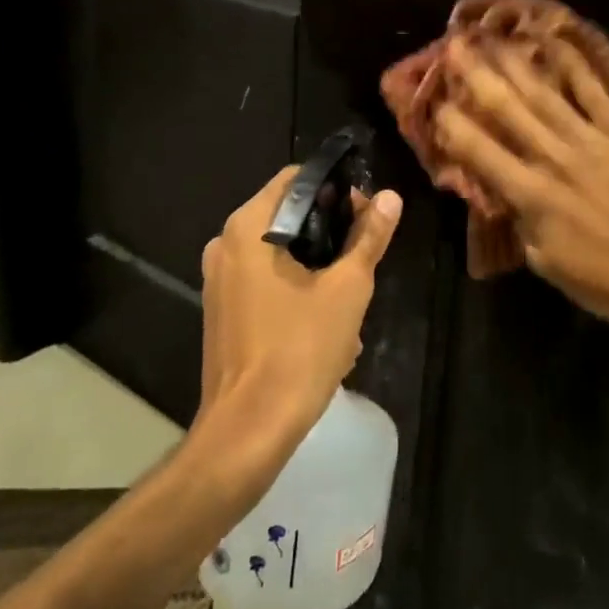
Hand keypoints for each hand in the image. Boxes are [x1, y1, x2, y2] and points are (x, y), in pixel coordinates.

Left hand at [197, 168, 402, 459]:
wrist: (249, 429)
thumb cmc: (300, 349)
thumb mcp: (348, 289)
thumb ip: (368, 237)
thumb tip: (389, 197)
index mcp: (249, 227)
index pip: (296, 180)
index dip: (336, 189)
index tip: (366, 214)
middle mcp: (225, 244)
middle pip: (287, 216)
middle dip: (330, 232)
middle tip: (364, 256)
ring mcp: (219, 280)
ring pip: (278, 253)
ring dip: (317, 265)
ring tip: (351, 296)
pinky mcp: (221, 310)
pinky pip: (264, 281)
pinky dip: (295, 288)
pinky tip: (326, 321)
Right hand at [435, 41, 608, 362]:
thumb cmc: (605, 281)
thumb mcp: (545, 261)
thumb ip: (518, 220)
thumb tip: (498, 190)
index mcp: (530, 195)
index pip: (479, 150)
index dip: (451, 123)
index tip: (433, 100)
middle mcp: (553, 158)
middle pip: (507, 109)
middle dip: (476, 75)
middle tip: (453, 46)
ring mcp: (590, 140)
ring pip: (544, 93)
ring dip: (514, 62)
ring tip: (491, 36)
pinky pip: (593, 91)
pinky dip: (572, 64)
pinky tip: (552, 40)